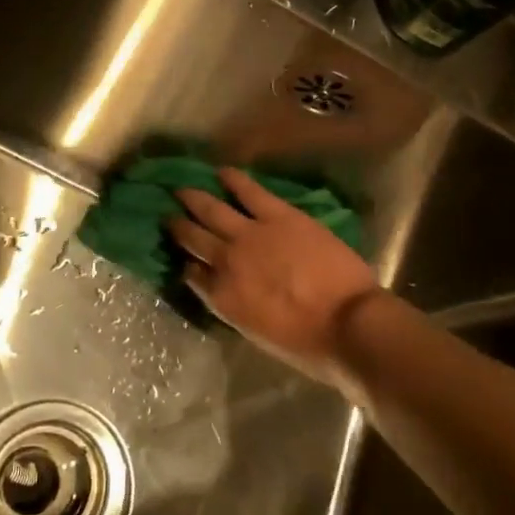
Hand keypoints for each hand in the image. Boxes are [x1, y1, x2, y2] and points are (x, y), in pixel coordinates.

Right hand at [167, 166, 380, 388]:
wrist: (346, 322)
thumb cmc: (307, 343)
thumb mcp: (258, 334)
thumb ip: (236, 307)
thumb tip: (228, 290)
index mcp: (222, 297)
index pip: (192, 276)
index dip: (186, 264)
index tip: (184, 258)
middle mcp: (225, 262)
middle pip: (193, 238)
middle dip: (178, 227)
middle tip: (168, 216)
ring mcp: (250, 234)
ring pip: (212, 210)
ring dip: (194, 199)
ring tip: (182, 190)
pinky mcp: (277, 215)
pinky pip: (248, 191)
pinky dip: (232, 180)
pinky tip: (221, 172)